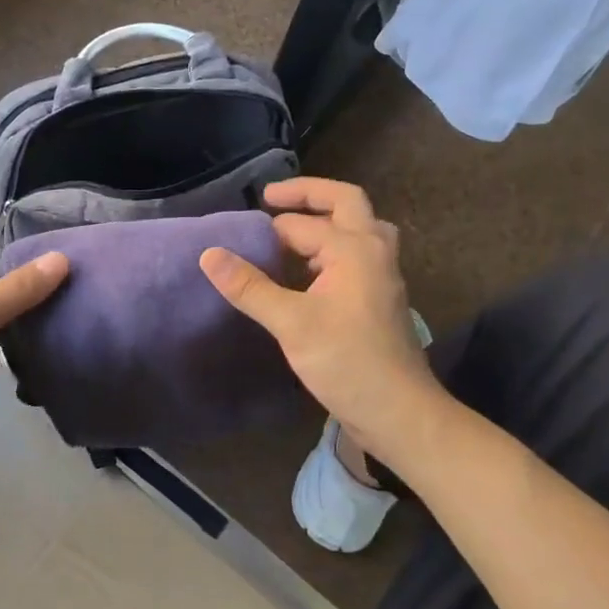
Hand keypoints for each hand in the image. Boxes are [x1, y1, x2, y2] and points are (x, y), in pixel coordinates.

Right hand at [200, 178, 444, 469]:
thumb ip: (249, 286)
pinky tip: (309, 270)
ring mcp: (382, 274)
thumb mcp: (291, 324)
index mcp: (354, 248)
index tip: (231, 238)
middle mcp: (374, 251)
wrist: (400, 413)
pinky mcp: (380, 298)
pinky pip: (357, 254)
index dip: (264, 230)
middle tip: (269, 198)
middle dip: (307, 195)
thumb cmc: (347, 363)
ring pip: (358, 228)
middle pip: (345, 202)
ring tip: (291, 230)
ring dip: (327, 220)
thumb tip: (208, 254)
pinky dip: (332, 247)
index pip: (299, 225)